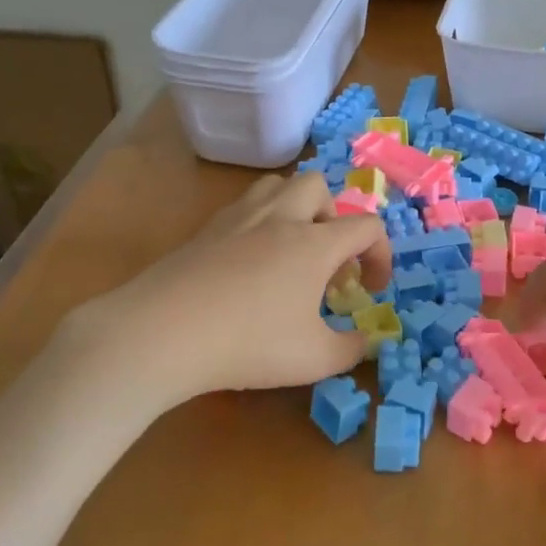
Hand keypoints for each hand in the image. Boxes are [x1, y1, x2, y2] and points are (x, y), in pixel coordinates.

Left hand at [65, 172, 390, 406]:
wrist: (164, 331)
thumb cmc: (249, 344)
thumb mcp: (314, 359)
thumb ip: (351, 349)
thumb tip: (366, 341)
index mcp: (314, 243)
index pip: (366, 226)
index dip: (381, 255)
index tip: (371, 289)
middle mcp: (280, 218)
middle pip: (318, 187)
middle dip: (333, 218)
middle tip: (325, 261)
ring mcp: (238, 218)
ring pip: (277, 185)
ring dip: (295, 209)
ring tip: (289, 250)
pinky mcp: (205, 229)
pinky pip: (244, 206)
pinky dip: (259, 222)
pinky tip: (249, 263)